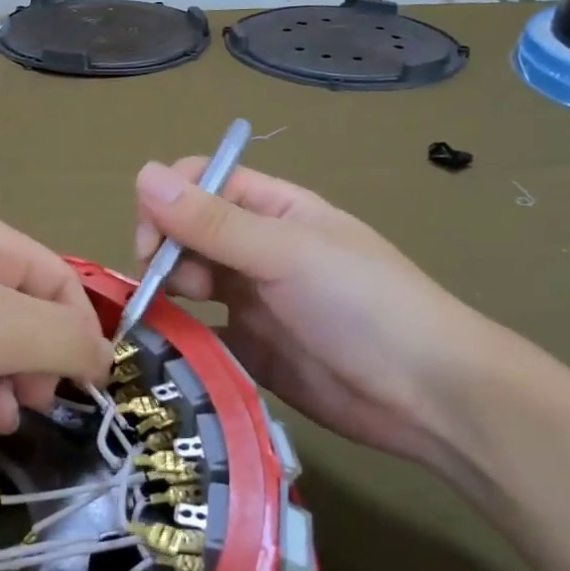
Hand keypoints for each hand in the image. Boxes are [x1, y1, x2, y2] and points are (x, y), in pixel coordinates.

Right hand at [133, 160, 504, 461]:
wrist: (427, 397)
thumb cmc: (363, 305)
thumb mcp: (286, 253)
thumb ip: (212, 221)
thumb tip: (142, 173)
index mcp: (271, 209)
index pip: (200, 182)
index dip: (168, 202)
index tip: (154, 242)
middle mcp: (255, 248)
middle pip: (185, 232)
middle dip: (166, 251)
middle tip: (173, 287)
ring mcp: (250, 299)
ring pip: (187, 280)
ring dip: (168, 292)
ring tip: (176, 317)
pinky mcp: (248, 348)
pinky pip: (199, 332)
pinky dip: (181, 335)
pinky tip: (174, 348)